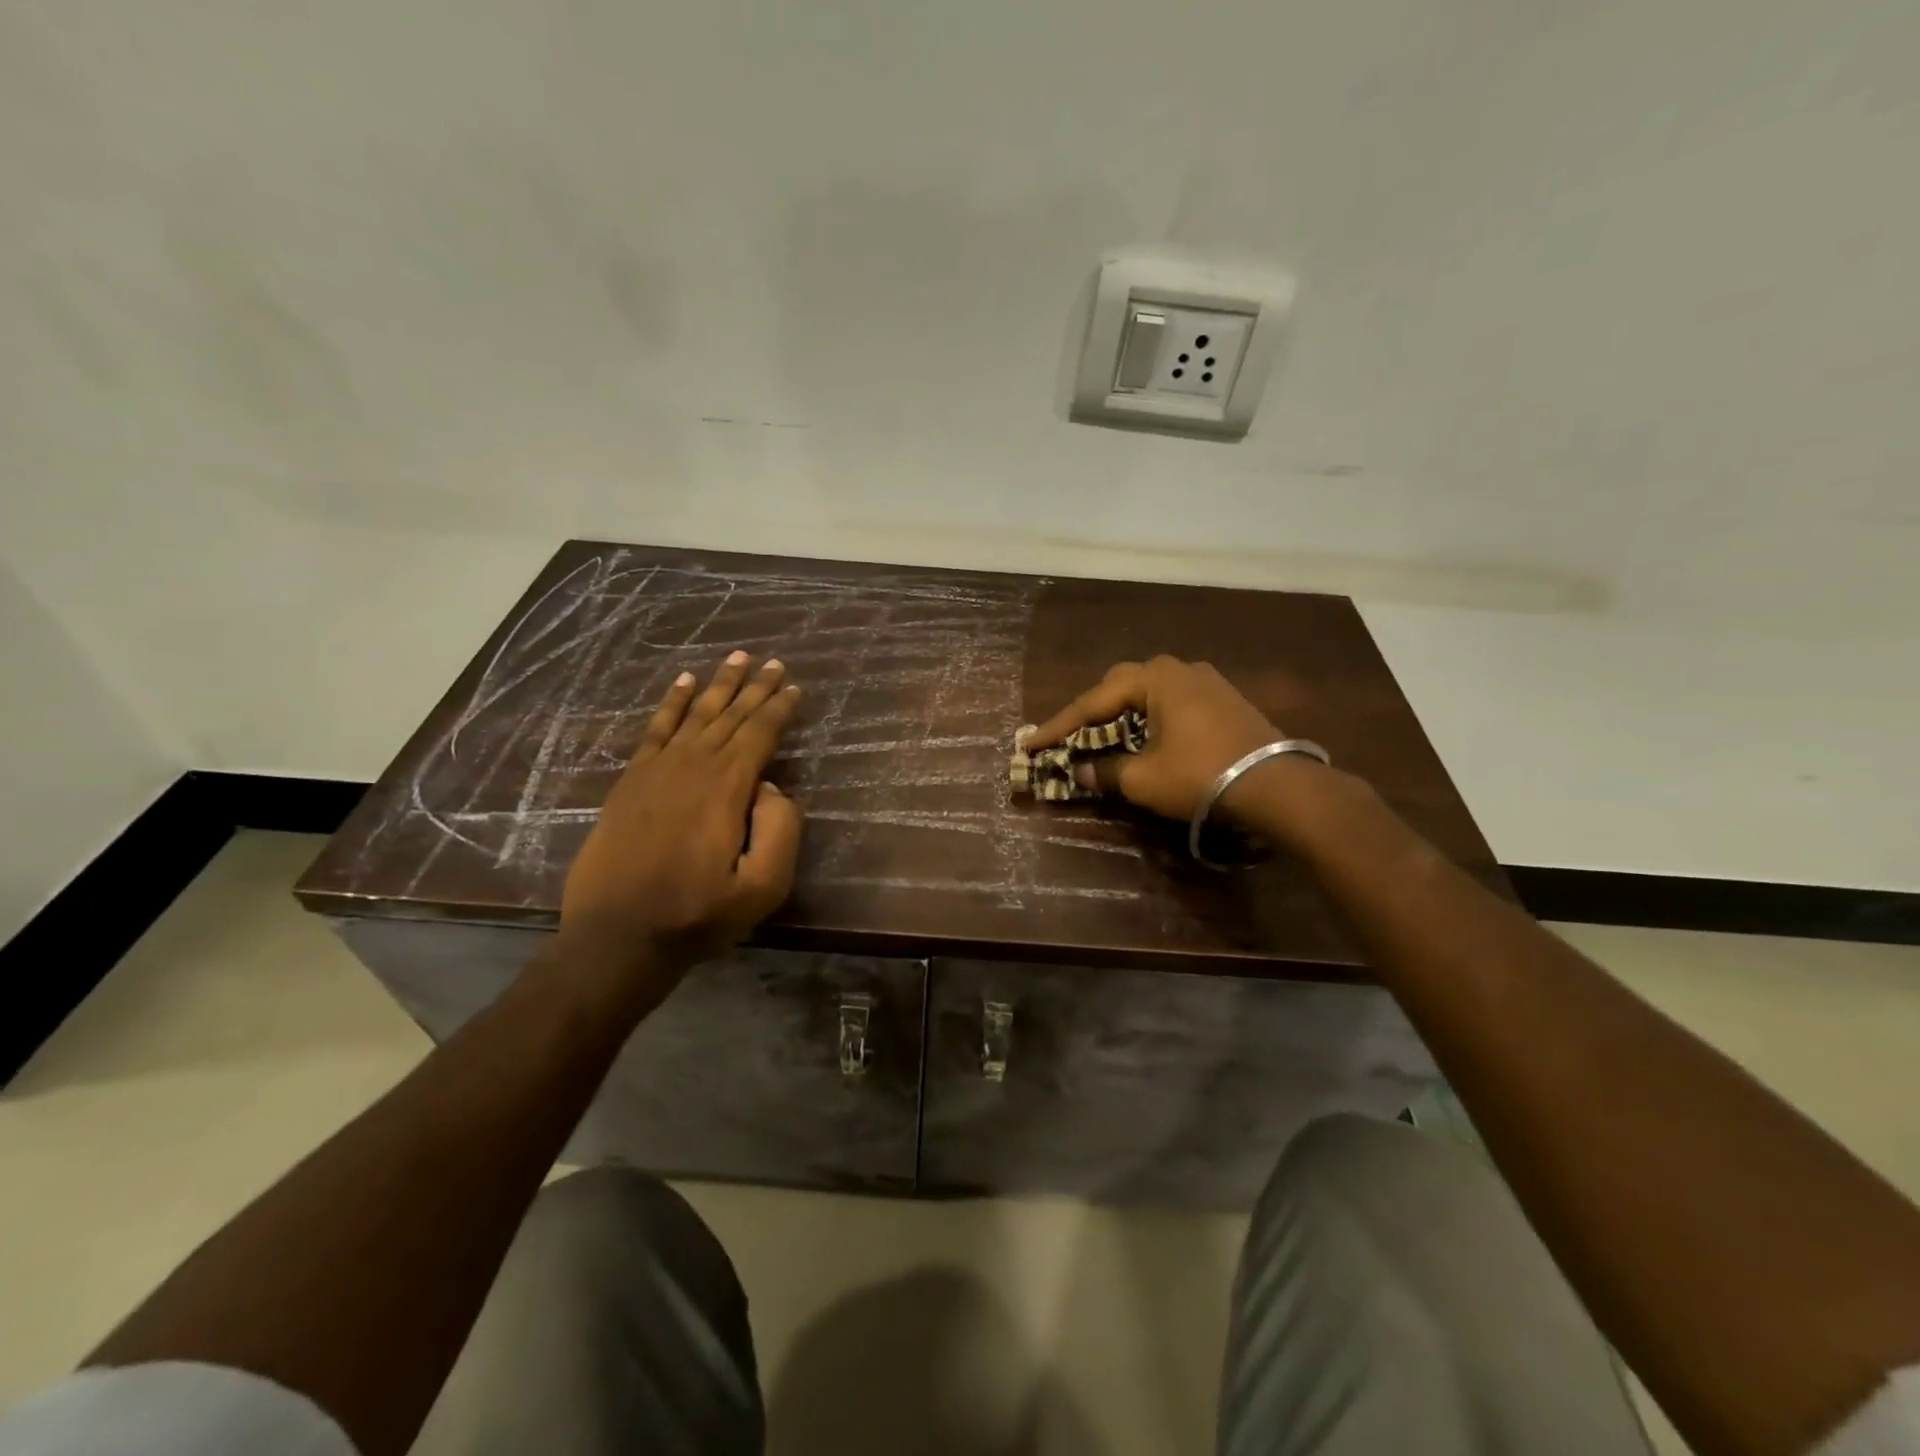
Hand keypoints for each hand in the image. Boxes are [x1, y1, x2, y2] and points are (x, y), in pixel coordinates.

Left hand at [559, 652, 803, 1006]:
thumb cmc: (697, 916)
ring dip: (718, 684)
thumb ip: (780, 831)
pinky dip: (670, 703)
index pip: (759, 733)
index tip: (795, 686)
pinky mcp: (630, 781)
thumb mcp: (761, 888)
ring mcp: (656, 771)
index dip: (779, 707)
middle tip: (773, 660)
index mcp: (726, 788)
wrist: (617, 937)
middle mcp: (692, 766)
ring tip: (737, 657)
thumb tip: (772, 787)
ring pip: (695, 714)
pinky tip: (682, 683)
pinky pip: (655, 729)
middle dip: (755, 687)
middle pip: (730, 715)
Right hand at [1027, 656, 1301, 821]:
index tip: (1031, 743)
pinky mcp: (1225, 700)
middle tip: (1071, 735)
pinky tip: (1148, 737)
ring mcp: (1207, 682)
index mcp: (1155, 679)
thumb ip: (1105, 771)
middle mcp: (1180, 669)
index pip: (1094, 702)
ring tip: (1105, 736)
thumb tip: (1079, 771)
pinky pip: (1173, 701)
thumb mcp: (1144, 779)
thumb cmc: (1200, 775)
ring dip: (1123, 713)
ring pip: (1149, 691)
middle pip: (1120, 686)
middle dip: (1092, 711)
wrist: (1276, 786)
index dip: (1059, 726)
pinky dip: (1150, 717)